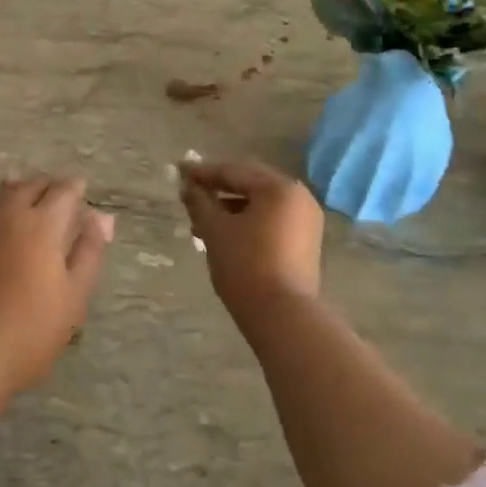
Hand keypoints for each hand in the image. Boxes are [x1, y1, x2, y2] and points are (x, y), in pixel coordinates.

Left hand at [0, 176, 113, 394]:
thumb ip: (88, 252)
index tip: (81, 190)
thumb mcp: (74, 295)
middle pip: (30, 189)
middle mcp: (9, 219)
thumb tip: (101, 216)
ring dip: (13, 188)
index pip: (64, 193)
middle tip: (55, 190)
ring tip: (20, 182)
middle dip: (46, 186)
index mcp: (44, 227)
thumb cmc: (32, 331)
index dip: (75, 188)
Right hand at [179, 159, 323, 321]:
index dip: (204, 172)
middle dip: (218, 190)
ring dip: (230, 208)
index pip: (235, 171)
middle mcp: (299, 197)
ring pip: (260, 205)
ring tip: (200, 223)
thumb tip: (188, 186)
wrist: (282, 315)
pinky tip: (224, 236)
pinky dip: (247, 222)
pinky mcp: (305, 242)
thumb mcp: (215, 230)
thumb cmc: (245, 265)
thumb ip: (200, 202)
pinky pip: (271, 221)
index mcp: (279, 188)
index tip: (179, 172)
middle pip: (250, 185)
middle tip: (190, 193)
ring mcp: (306, 221)